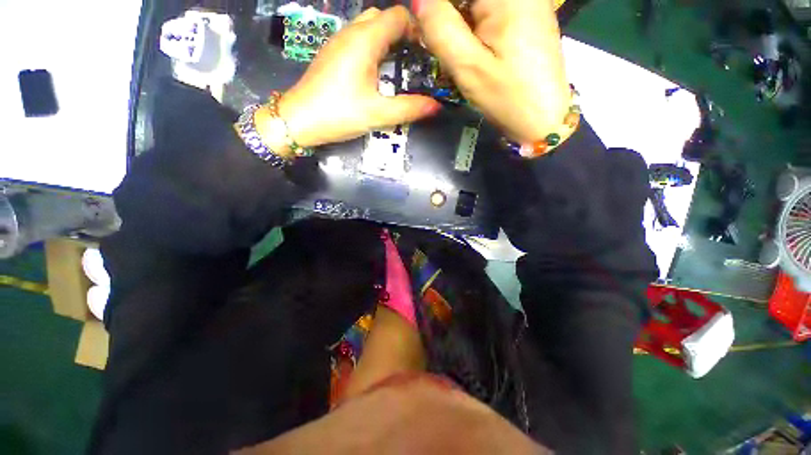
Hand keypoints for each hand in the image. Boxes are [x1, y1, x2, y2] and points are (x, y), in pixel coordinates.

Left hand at [275, 6, 441, 147]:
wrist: (299, 120)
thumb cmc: (339, 114)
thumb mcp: (378, 114)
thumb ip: (409, 108)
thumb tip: (436, 106)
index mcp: (364, 40)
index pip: (398, 16)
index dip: (416, 29)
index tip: (426, 53)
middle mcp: (351, 33)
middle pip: (383, 18)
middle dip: (402, 34)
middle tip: (414, 61)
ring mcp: (338, 42)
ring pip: (369, 28)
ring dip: (387, 41)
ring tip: (398, 67)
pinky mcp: (332, 54)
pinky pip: (357, 40)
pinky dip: (373, 48)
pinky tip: (376, 72)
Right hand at [414, 0, 570, 143]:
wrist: (543, 118)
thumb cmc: (507, 97)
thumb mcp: (469, 67)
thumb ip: (441, 30)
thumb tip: (419, 1)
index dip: (440, 8)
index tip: (433, 32)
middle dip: (450, 16)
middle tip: (444, 45)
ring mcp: (528, 2)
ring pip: (478, 5)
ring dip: (461, 23)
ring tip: (459, 52)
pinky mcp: (528, 17)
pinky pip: (492, 12)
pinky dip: (475, 26)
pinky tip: (474, 49)